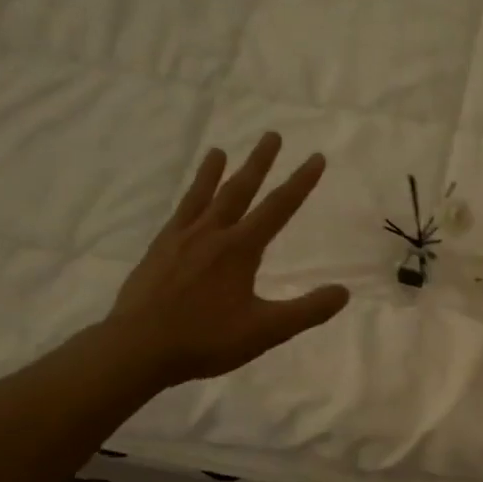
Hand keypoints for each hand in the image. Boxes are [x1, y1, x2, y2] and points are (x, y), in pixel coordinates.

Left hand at [105, 133, 349, 388]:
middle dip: (259, 162)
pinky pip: (178, 214)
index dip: (300, 182)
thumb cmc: (206, 339)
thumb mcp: (266, 331)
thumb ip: (307, 311)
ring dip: (215, 172)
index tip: (316, 158)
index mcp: (240, 249)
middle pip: (240, 190)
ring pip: (203, 196)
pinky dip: (188, 199)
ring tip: (219, 150)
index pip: (278, 208)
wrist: (139, 347)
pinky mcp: (158, 250)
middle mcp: (211, 234)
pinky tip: (188, 201)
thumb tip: (344, 292)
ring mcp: (180, 239)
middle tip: (272, 134)